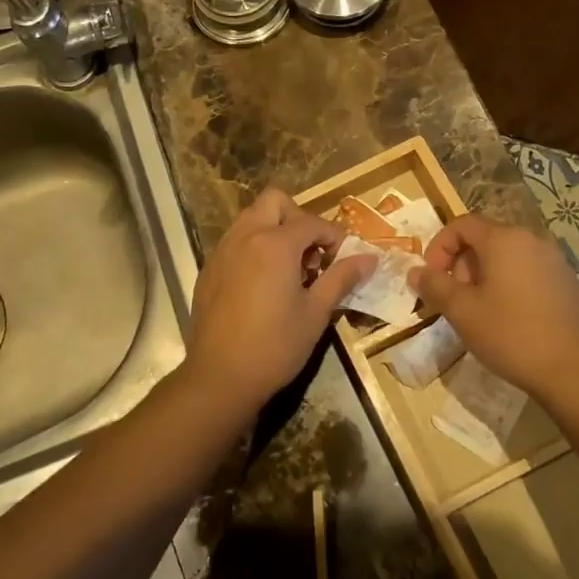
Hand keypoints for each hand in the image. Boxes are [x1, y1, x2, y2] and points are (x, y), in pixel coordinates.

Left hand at [183, 188, 375, 413]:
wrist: (220, 376)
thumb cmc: (275, 345)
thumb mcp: (316, 313)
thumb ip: (341, 278)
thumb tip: (369, 259)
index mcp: (275, 243)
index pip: (311, 222)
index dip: (333, 236)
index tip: (344, 258)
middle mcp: (246, 236)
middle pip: (274, 201)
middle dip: (298, 218)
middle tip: (311, 252)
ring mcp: (222, 250)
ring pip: (251, 217)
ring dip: (274, 229)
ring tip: (289, 268)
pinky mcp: (209, 268)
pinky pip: (235, 241)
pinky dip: (253, 247)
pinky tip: (263, 283)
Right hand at [408, 214, 578, 400]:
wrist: (576, 372)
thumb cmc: (512, 334)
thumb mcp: (463, 311)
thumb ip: (435, 285)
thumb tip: (415, 271)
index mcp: (504, 239)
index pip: (462, 224)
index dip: (439, 246)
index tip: (432, 277)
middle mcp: (532, 240)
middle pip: (485, 239)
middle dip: (461, 264)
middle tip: (455, 299)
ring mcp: (555, 261)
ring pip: (507, 257)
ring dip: (484, 277)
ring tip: (479, 313)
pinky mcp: (568, 284)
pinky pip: (528, 273)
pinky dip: (509, 286)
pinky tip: (509, 320)